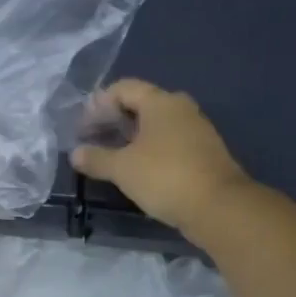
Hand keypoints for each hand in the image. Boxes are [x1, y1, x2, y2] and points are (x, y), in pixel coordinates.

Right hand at [70, 79, 252, 238]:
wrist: (220, 208)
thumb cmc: (165, 177)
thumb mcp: (122, 168)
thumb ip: (96, 158)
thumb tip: (75, 153)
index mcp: (161, 102)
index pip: (123, 88)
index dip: (98, 103)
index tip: (82, 126)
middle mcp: (181, 108)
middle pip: (141, 104)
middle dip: (114, 119)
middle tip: (95, 138)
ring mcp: (196, 130)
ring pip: (157, 124)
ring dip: (132, 136)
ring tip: (112, 155)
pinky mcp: (204, 152)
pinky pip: (170, 141)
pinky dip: (150, 149)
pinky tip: (138, 169)